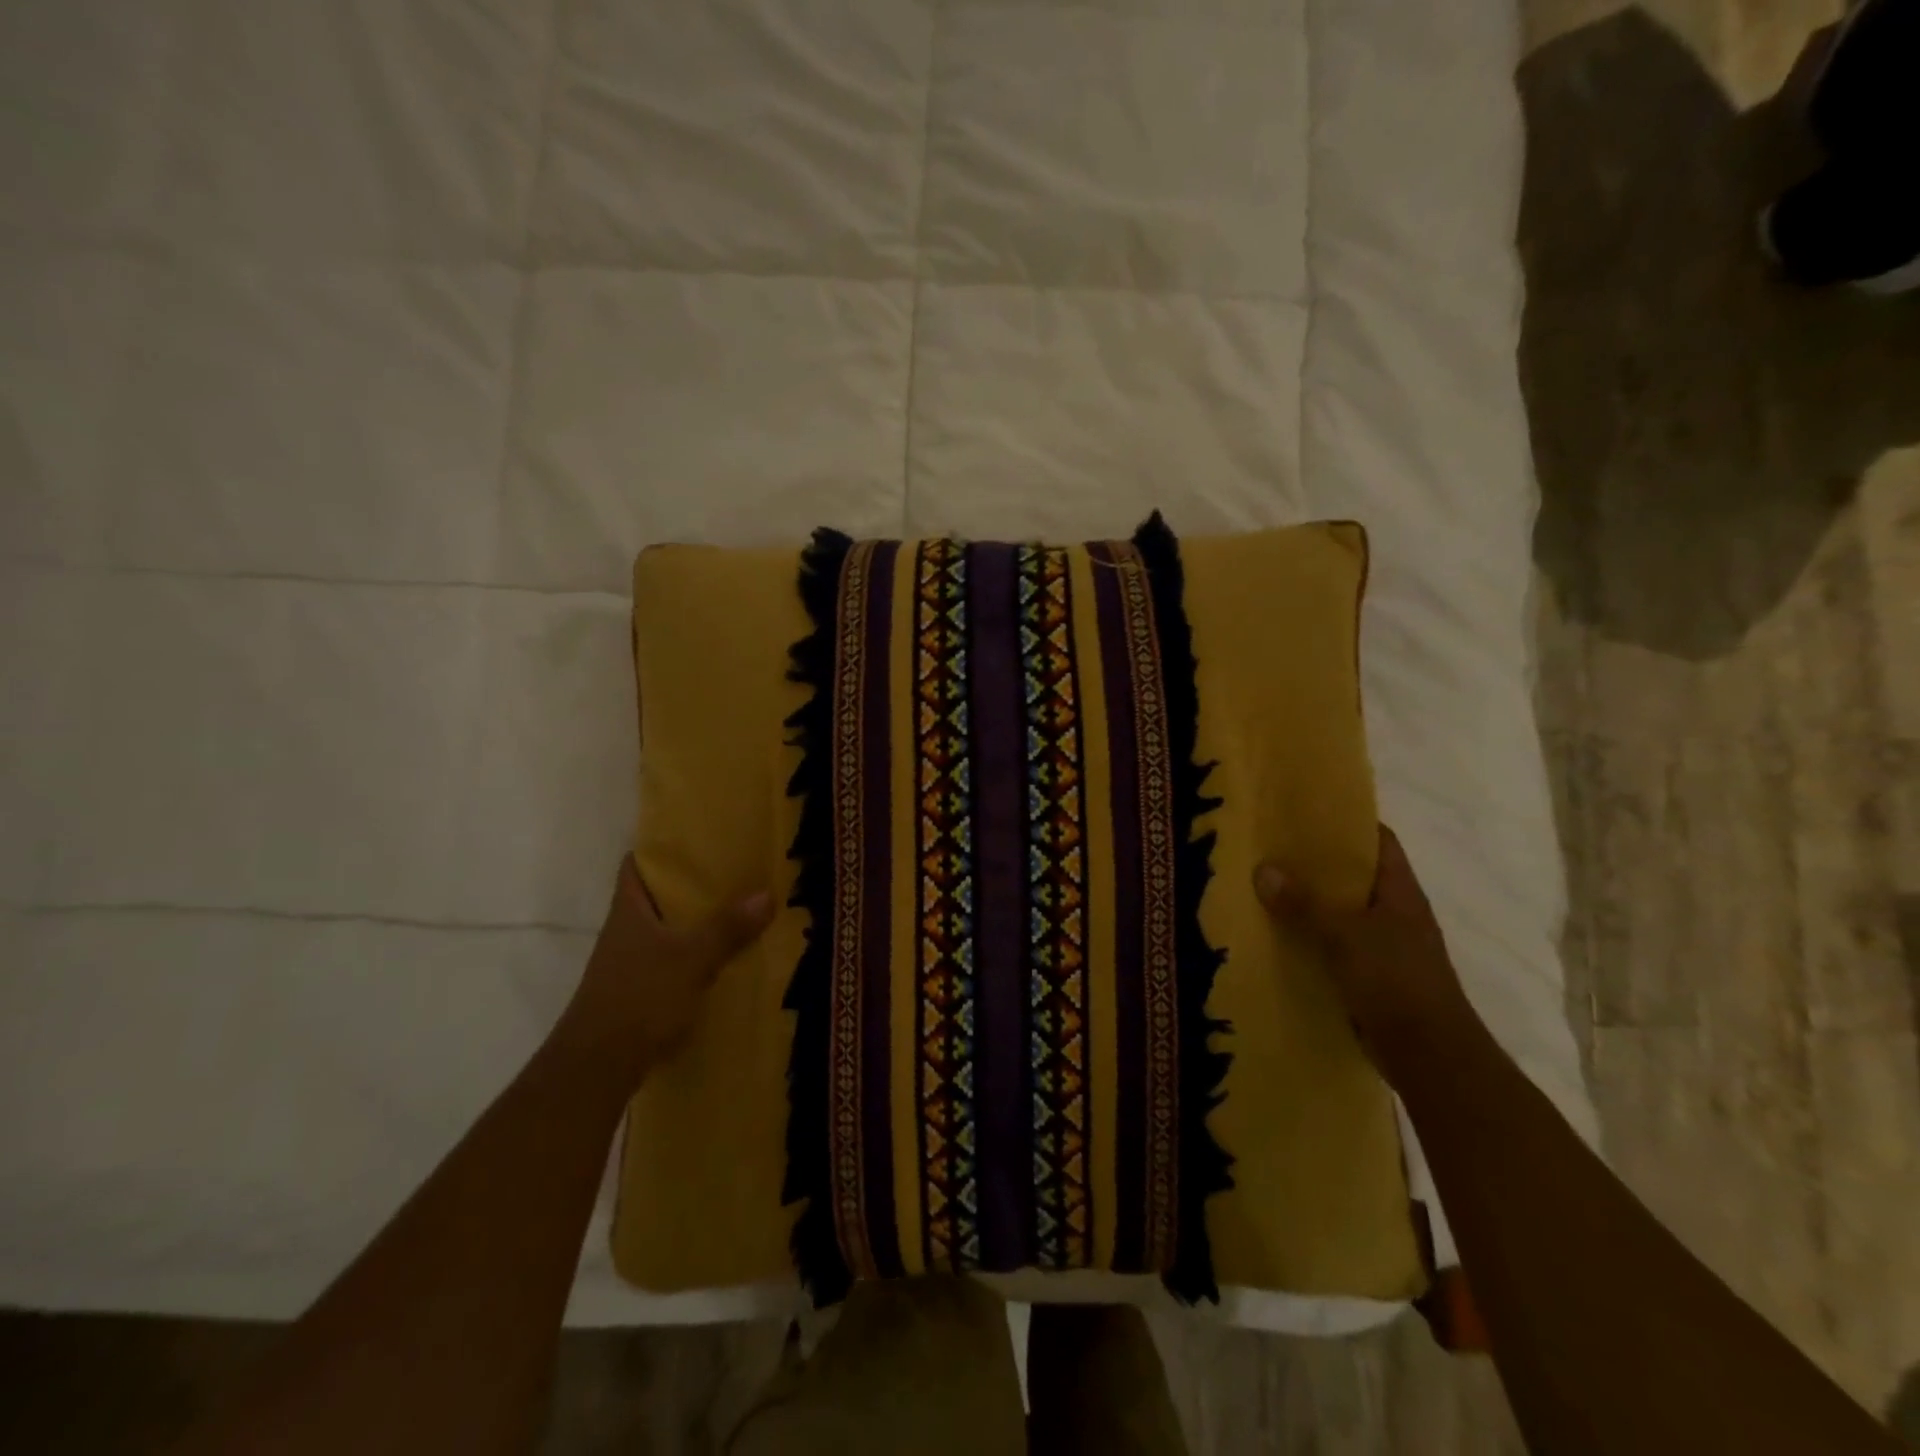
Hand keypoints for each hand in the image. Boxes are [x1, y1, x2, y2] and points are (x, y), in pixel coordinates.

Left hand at [557, 857, 773, 1085]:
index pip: (636, 865)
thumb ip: (727, 928)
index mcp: (628, 910)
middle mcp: (625, 931)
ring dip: (695, 922)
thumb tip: (766, 893)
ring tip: (738, 909)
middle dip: (691, 885)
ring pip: (665, 930)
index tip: (695, 837)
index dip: (660, 848)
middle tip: (734, 870)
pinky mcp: (638, 991)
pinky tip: (723, 958)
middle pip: (656, 896)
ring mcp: (628, 963)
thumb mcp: (692, 958)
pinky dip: (693, 954)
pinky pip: (670, 960)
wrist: (598, 1066)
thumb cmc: (639, 997)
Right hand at [1255, 825, 1478, 1085]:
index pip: (1378, 841)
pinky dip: (1311, 939)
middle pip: (1355, 876)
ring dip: (1310, 902)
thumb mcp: (1345, 935)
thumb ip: (1304, 904)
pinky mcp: (1372, 977)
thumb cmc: (1396, 981)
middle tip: (1272, 847)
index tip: (1307, 811)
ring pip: (1342, 913)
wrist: (1430, 1055)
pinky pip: (1335, 946)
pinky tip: (1279, 936)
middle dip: (1317, 863)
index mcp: (1400, 892)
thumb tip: (1263, 869)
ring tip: (1265, 886)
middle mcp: (1395, 914)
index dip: (1348, 823)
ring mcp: (1386, 947)